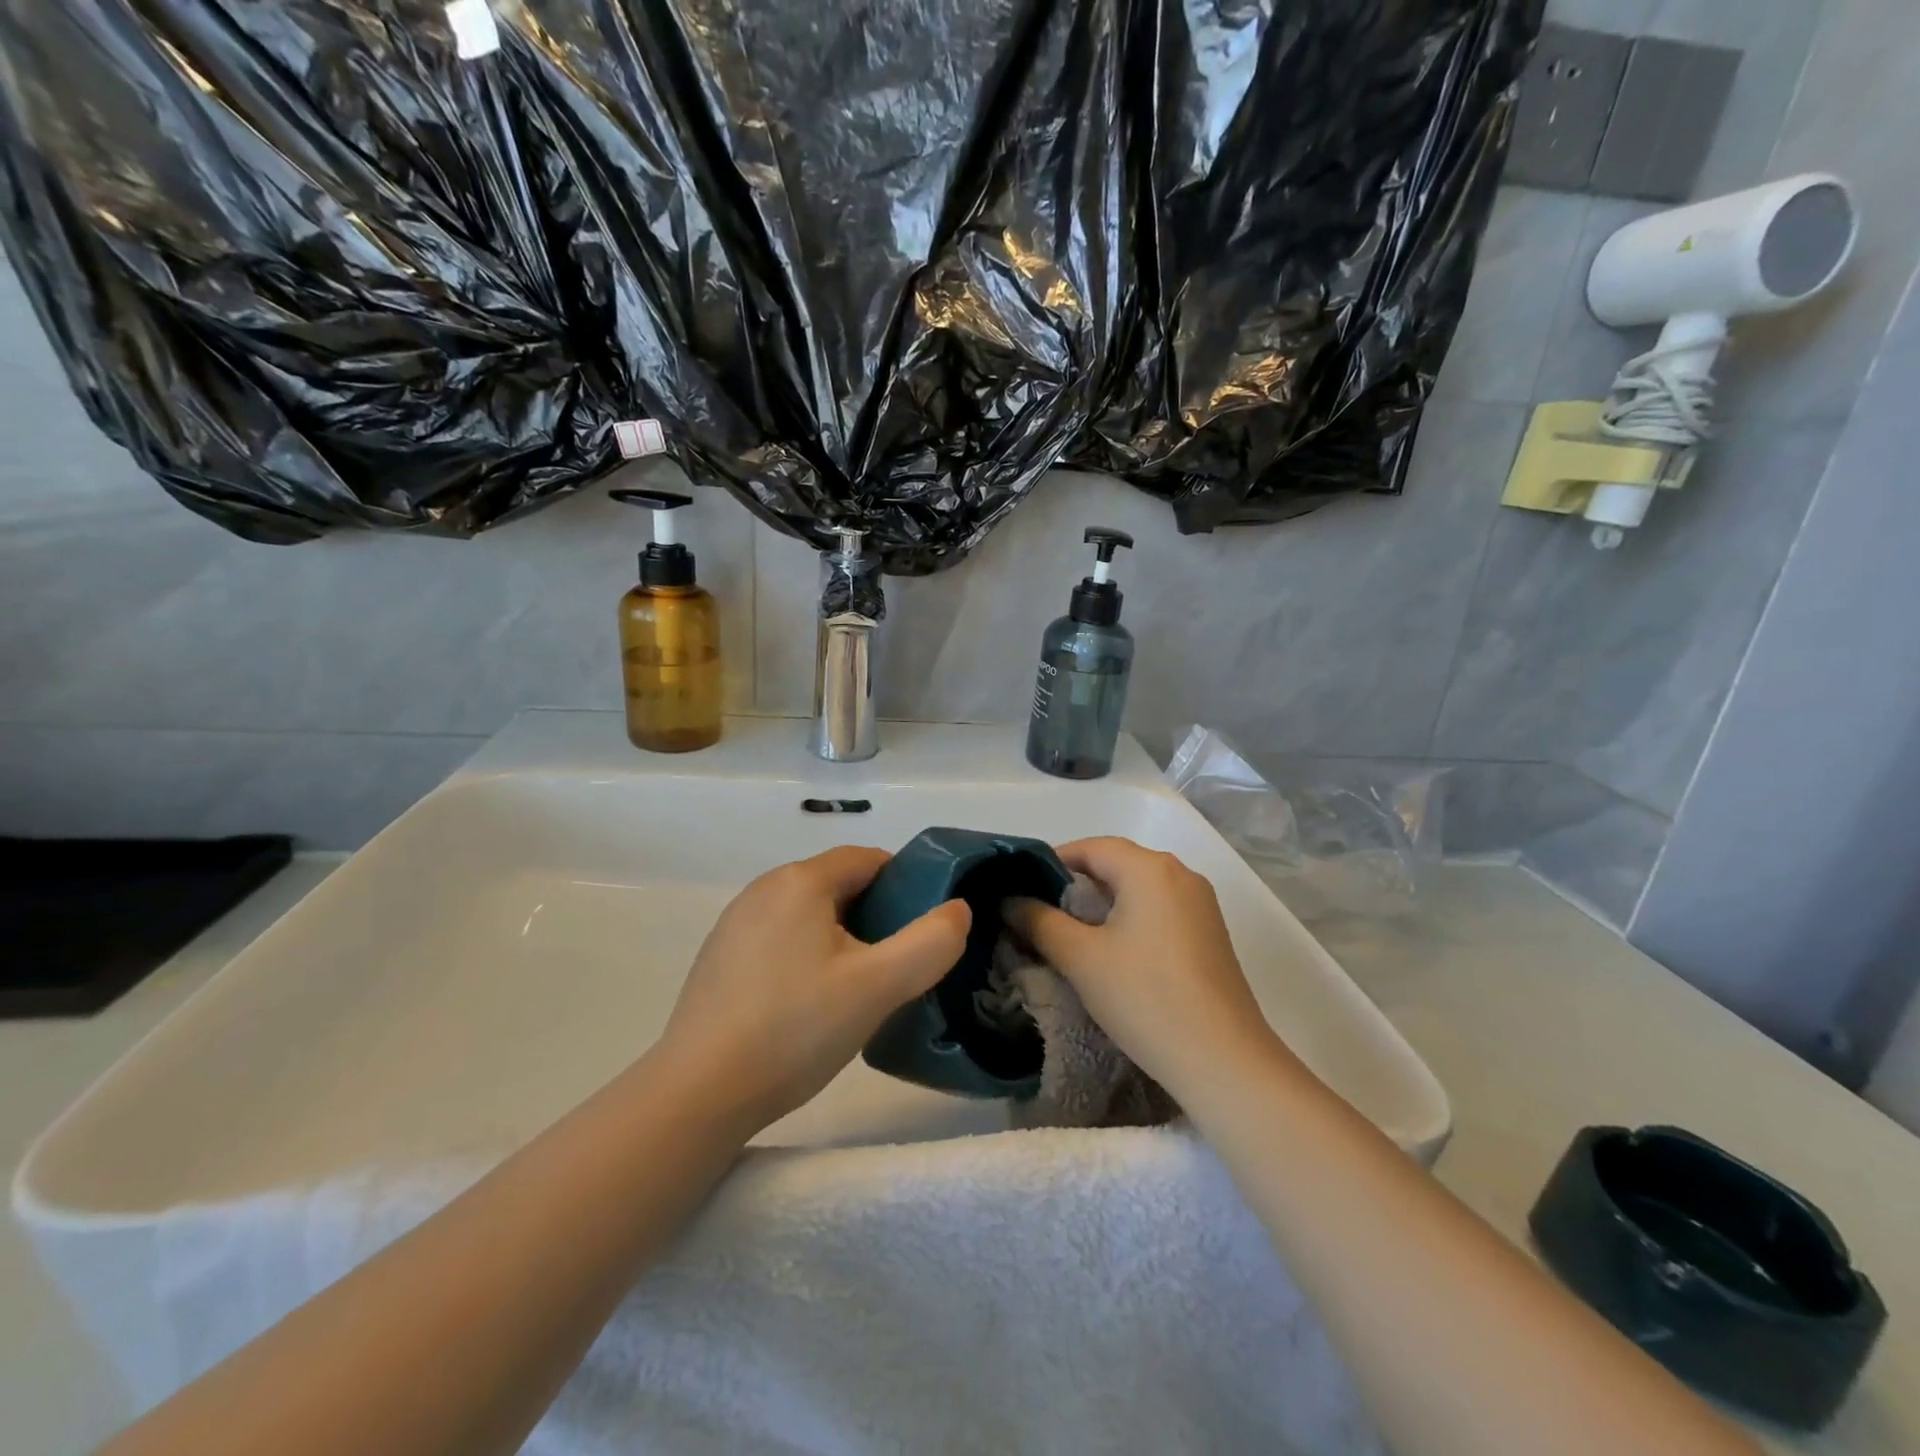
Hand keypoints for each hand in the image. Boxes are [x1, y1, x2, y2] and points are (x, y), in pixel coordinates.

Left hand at [657, 847, 970, 1133]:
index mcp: (799, 881)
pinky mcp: (719, 957)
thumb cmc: (795, 1029)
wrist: (699, 1093)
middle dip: (875, 916)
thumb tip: (957, 909)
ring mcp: (735, 923)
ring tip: (856, 991)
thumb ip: (931, 942)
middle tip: (894, 967)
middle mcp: (763, 889)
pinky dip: (806, 957)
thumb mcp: (879, 986)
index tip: (922, 929)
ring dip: (841, 939)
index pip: (868, 860)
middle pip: (838, 885)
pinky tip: (807, 1007)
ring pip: (809, 915)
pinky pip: (780, 940)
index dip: (906, 885)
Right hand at [1004, 837, 1292, 1102]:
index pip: (1091, 847)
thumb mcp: (1080, 958)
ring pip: (1139, 887)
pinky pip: (1160, 908)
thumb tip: (1010, 900)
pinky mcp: (1210, 933)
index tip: (1022, 889)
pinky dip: (1130, 917)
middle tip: (1040, 913)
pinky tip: (1113, 951)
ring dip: (1103, 902)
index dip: (1051, 862)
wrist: (1223, 1059)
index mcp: (1150, 868)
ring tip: (1070, 933)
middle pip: (1117, 863)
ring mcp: (1201, 903)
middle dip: (1075, 883)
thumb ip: (1039, 921)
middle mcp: (1180, 873)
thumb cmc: (1145, 997)